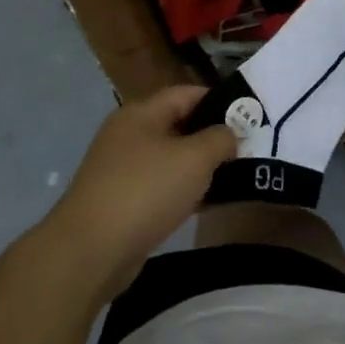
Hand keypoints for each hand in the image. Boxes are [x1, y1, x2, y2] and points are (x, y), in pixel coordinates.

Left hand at [46, 87, 235, 291]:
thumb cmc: (147, 190)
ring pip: (172, 159)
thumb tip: (231, 133)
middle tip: (250, 147)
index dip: (220, 100)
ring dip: (202, 166)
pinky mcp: (123, 201)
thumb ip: (220, 138)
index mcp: (141, 113)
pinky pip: (163, 187)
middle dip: (214, 135)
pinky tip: (210, 203)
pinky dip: (186, 191)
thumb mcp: (195, 158)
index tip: (251, 115)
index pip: (187, 93)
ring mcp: (123, 170)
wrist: (93, 249)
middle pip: (180, 125)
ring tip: (238, 175)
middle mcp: (129, 135)